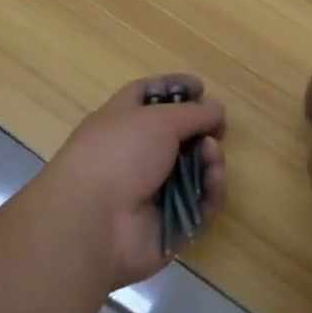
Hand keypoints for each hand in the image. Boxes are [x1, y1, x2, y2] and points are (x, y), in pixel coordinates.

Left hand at [39, 75, 226, 291]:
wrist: (94, 221)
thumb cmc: (121, 153)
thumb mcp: (159, 119)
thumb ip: (194, 112)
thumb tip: (217, 108)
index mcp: (121, 119)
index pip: (148, 95)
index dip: (174, 88)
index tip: (201, 88)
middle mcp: (135, 153)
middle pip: (177, 136)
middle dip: (201, 131)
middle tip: (217, 130)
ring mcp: (151, 191)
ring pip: (193, 171)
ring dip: (210, 160)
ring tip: (212, 155)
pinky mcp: (168, 224)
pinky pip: (199, 205)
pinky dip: (210, 191)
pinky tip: (214, 180)